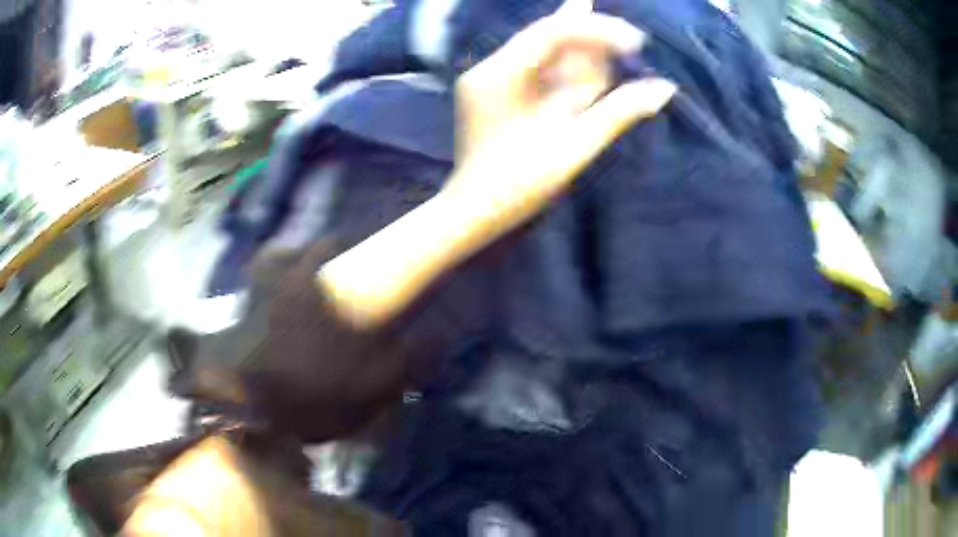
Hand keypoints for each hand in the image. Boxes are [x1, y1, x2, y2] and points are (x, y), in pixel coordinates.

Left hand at [319, 0, 674, 326]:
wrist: (473, 212)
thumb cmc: (520, 187)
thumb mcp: (575, 147)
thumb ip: (619, 112)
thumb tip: (663, 89)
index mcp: (501, 75)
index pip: (553, 32)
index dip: (597, 30)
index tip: (636, 41)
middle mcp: (488, 67)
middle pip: (548, 37)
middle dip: (591, 42)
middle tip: (631, 45)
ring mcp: (487, 78)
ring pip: (543, 53)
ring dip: (580, 57)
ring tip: (617, 56)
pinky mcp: (492, 91)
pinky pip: (533, 70)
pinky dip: (563, 73)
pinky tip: (585, 68)